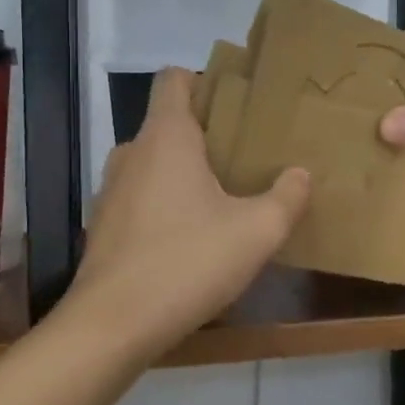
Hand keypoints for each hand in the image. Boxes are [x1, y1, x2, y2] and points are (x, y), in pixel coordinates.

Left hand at [66, 68, 310, 358]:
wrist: (112, 325)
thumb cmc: (187, 262)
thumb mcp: (255, 232)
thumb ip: (286, 198)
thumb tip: (301, 174)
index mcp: (165, 137)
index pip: (173, 80)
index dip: (204, 81)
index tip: (237, 104)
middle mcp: (131, 153)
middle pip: (168, 123)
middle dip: (205, 134)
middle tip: (245, 156)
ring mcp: (110, 190)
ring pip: (153, 163)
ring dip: (184, 172)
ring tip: (223, 197)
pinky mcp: (103, 226)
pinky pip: (140, 197)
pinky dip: (164, 203)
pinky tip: (191, 237)